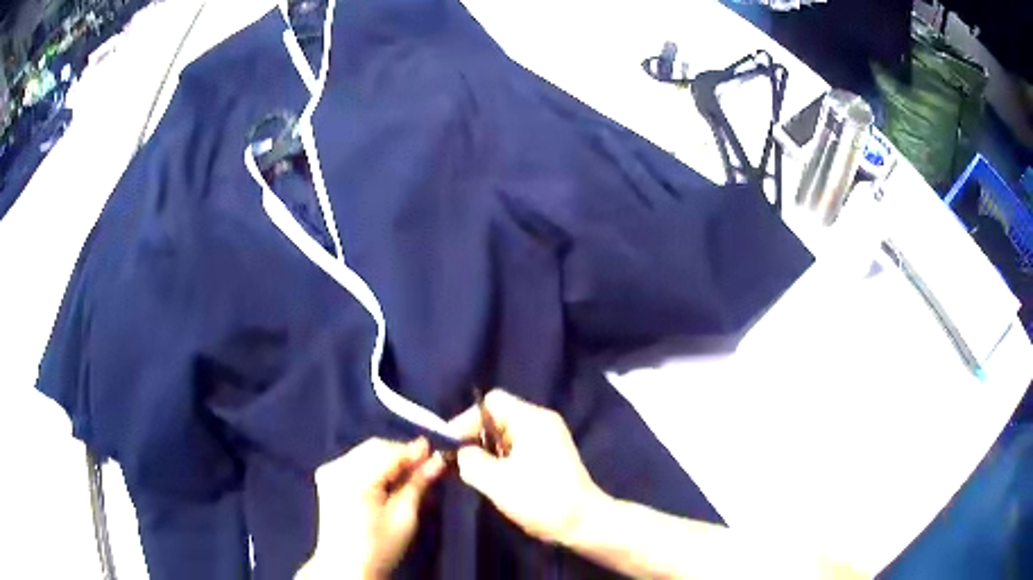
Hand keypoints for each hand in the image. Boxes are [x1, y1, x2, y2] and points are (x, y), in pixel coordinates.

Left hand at [303, 437, 444, 578]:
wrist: (345, 567)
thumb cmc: (378, 548)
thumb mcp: (404, 518)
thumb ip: (418, 484)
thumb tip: (437, 460)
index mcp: (354, 479)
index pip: (388, 452)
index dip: (414, 451)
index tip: (436, 451)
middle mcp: (336, 467)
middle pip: (375, 448)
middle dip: (401, 454)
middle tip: (426, 465)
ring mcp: (329, 471)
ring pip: (366, 452)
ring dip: (389, 459)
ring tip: (409, 474)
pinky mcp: (327, 477)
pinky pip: (356, 460)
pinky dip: (374, 465)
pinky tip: (388, 479)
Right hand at [449, 389, 610, 544]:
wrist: (582, 523)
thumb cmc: (539, 498)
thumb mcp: (495, 481)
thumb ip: (469, 460)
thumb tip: (460, 452)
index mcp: (531, 419)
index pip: (491, 402)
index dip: (466, 420)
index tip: (450, 445)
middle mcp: (541, 422)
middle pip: (498, 417)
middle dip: (474, 437)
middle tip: (457, 461)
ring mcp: (548, 439)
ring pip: (506, 435)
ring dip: (486, 451)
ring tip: (472, 473)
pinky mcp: (550, 456)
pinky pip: (517, 448)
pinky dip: (500, 459)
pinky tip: (492, 479)